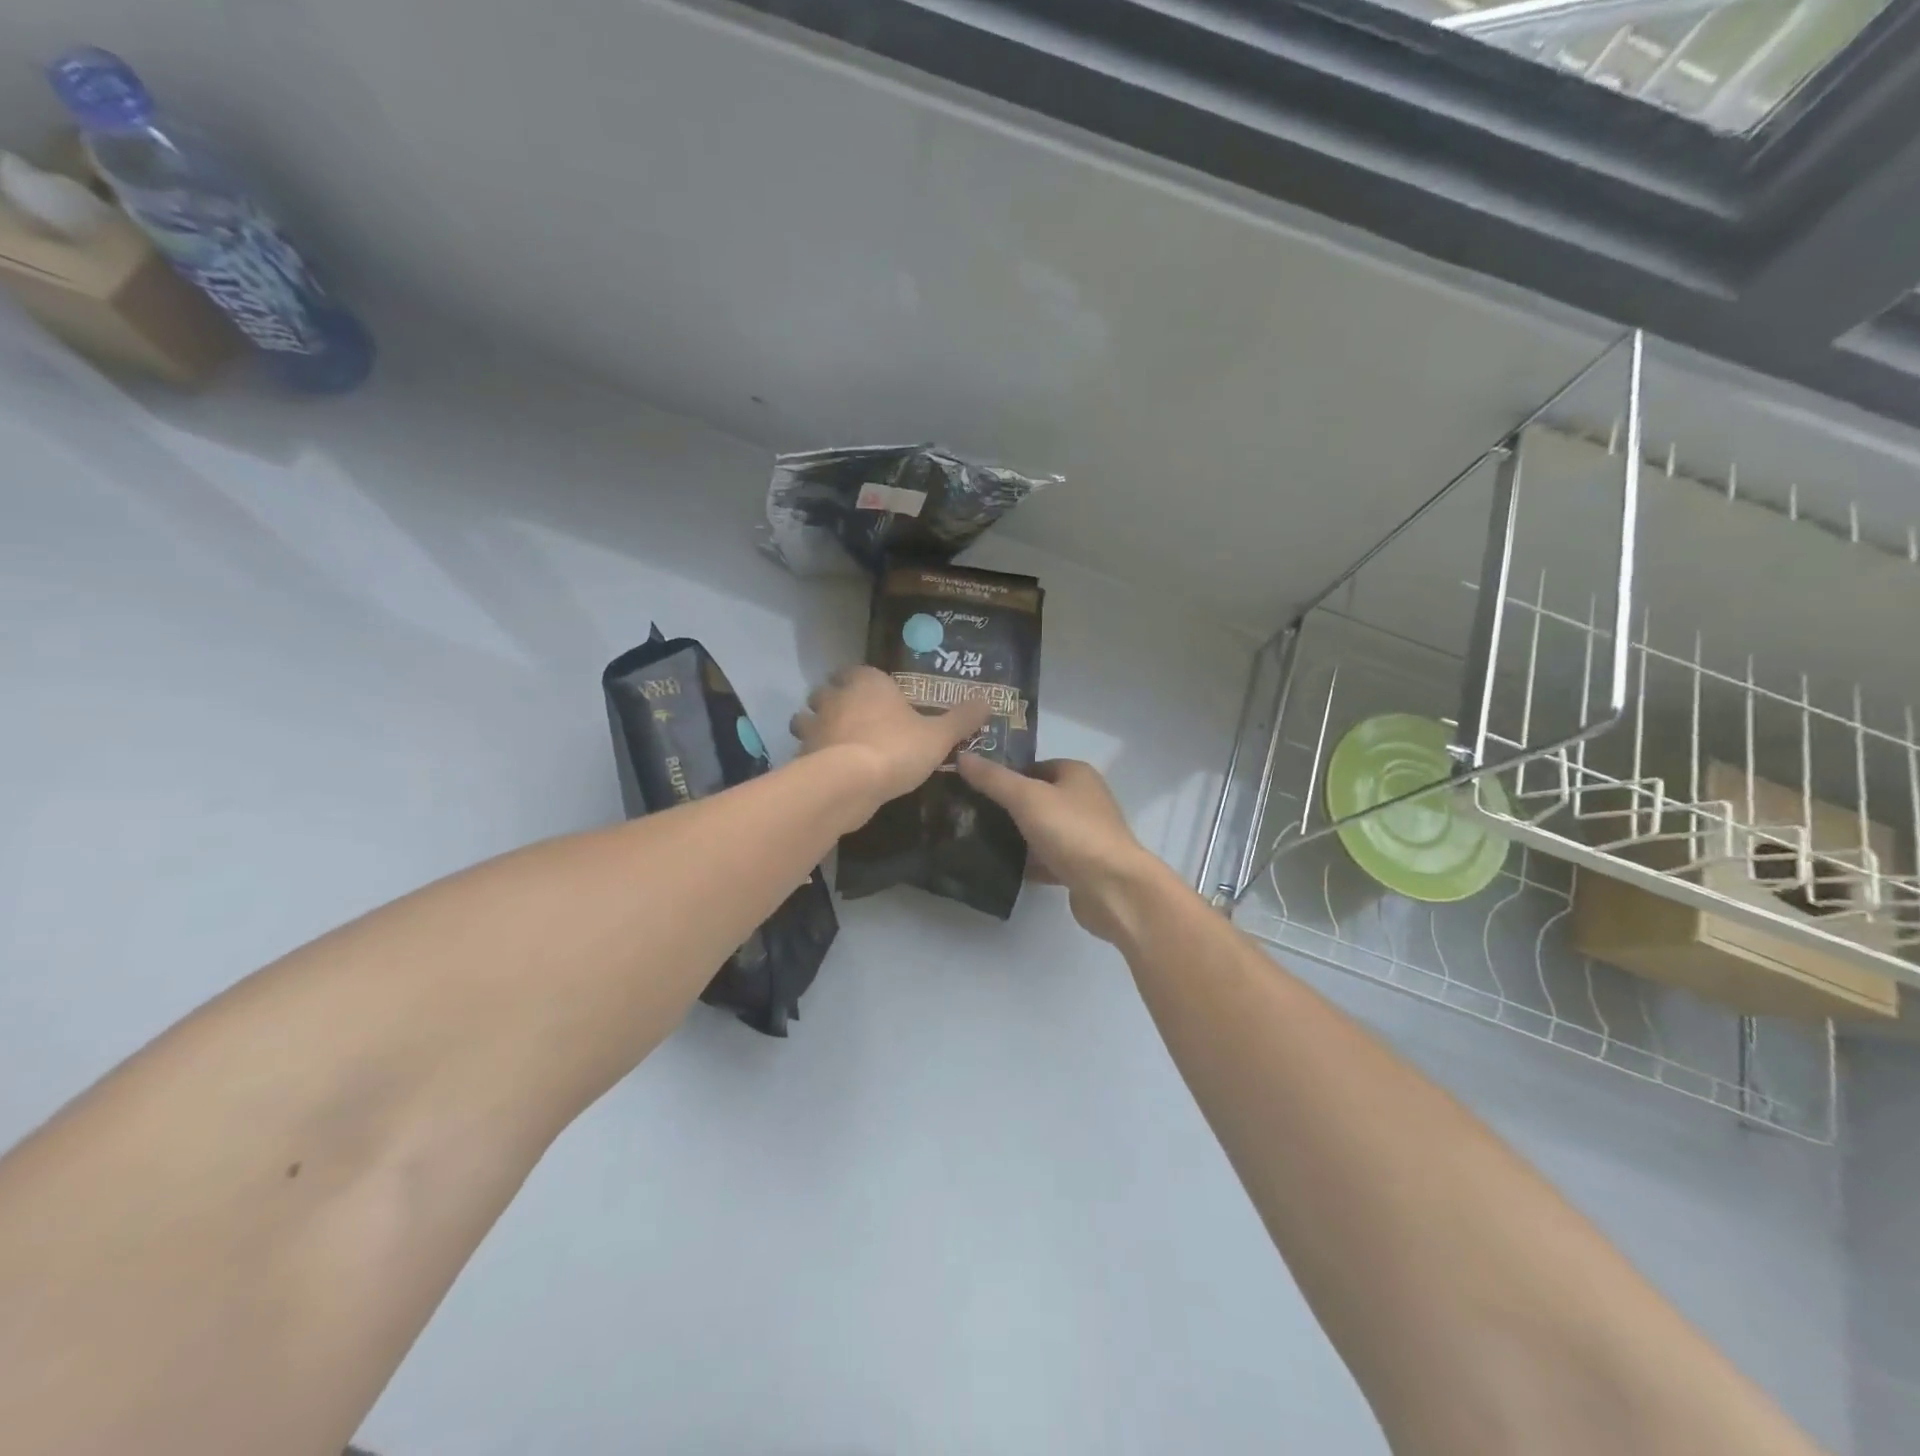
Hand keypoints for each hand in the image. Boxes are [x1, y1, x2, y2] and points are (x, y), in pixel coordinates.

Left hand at [790, 666, 992, 813]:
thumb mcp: (939, 736)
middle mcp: (836, 697)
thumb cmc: (896, 749)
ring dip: (815, 725)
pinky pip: (804, 748)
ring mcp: (815, 724)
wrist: (849, 782)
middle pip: (828, 690)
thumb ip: (962, 718)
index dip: (866, 681)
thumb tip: (989, 699)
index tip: (877, 695)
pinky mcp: (802, 753)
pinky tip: (827, 768)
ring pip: (807, 717)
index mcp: (868, 683)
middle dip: (835, 700)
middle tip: (853, 717)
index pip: (859, 670)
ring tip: (833, 741)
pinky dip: (811, 754)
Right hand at [955, 756, 1169, 942]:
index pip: (1032, 766)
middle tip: (969, 814)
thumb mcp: (1026, 798)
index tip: (971, 786)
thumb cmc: (1072, 832)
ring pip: (1041, 829)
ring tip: (977, 839)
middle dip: (1006, 806)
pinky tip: (1002, 868)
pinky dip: (1029, 862)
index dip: (1004, 774)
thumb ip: (993, 779)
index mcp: (1076, 774)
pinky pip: (1048, 858)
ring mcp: (1084, 834)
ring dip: (1016, 835)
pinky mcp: (1081, 866)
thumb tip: (962, 756)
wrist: (1113, 889)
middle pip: (1036, 798)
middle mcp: (1084, 799)